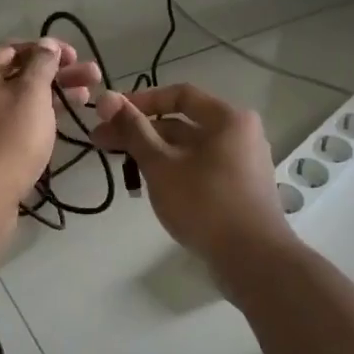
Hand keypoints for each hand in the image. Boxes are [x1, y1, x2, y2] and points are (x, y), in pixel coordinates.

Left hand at [0, 39, 101, 210]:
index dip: (47, 49)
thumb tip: (46, 45)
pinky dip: (36, 120)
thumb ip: (42, 65)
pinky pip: (11, 126)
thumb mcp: (31, 94)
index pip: (12, 49)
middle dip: (56, 74)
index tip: (77, 57)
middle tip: (92, 78)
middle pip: (16, 76)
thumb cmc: (7, 139)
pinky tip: (59, 125)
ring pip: (17, 102)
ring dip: (51, 98)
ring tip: (86, 99)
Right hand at [91, 83, 298, 272]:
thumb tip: (107, 98)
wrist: (252, 258)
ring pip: (190, 150)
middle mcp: (241, 135)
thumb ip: (134, 131)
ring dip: (154, 154)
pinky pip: (201, 170)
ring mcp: (243, 164)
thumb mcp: (161, 165)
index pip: (180, 95)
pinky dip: (174, 172)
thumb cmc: (204, 203)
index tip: (109, 114)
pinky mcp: (239, 191)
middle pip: (184, 124)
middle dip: (141, 132)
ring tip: (122, 167)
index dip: (141, 101)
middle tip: (102, 143)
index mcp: (229, 118)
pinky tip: (151, 186)